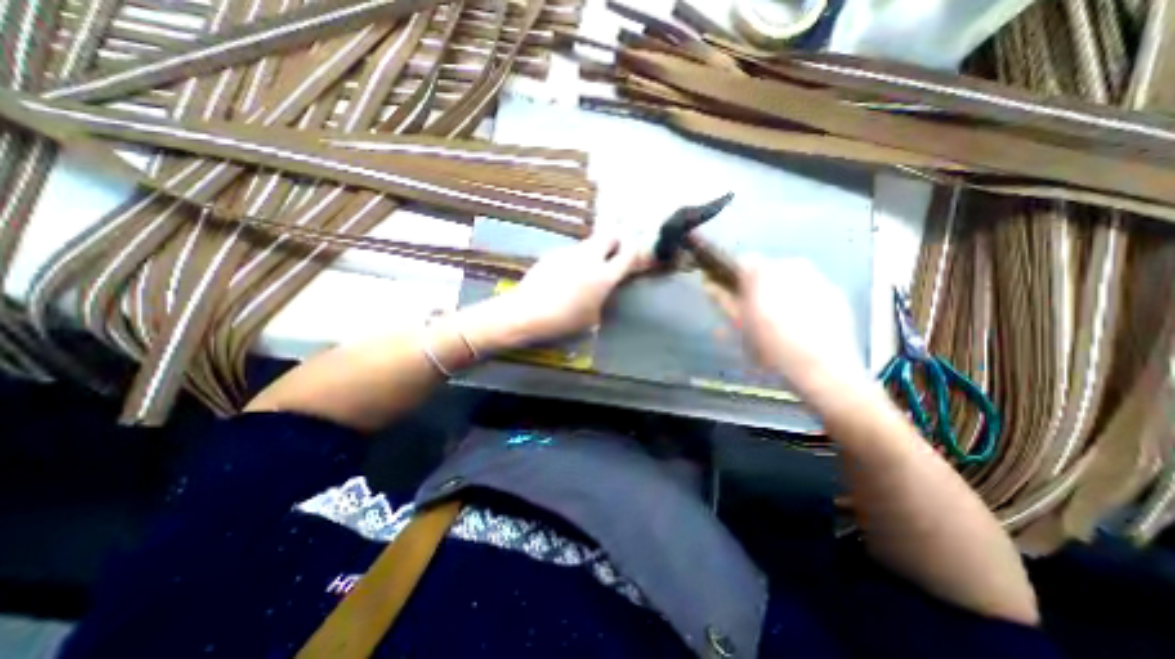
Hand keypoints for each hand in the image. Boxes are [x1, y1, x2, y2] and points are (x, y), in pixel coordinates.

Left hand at [458, 235, 642, 350]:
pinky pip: (572, 251)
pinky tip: (566, 274)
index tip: (637, 253)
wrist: (527, 313)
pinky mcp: (553, 254)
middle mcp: (590, 258)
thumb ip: (603, 298)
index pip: (629, 254)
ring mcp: (570, 253)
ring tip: (587, 268)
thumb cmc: (564, 321)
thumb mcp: (592, 317)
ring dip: (594, 250)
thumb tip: (604, 289)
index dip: (636, 251)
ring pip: (589, 242)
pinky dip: (575, 258)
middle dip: (616, 240)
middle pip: (610, 235)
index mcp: (604, 276)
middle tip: (615, 251)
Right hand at [712, 256, 865, 391]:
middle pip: (767, 269)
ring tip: (779, 321)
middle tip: (755, 313)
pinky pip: (809, 288)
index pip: (742, 261)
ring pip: (789, 277)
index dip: (733, 278)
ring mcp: (817, 277)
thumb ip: (724, 300)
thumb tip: (709, 284)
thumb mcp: (741, 325)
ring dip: (779, 292)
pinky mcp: (835, 291)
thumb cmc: (773, 348)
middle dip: (757, 286)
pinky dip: (800, 299)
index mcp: (764, 272)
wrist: (824, 369)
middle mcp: (792, 265)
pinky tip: (801, 323)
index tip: (732, 295)